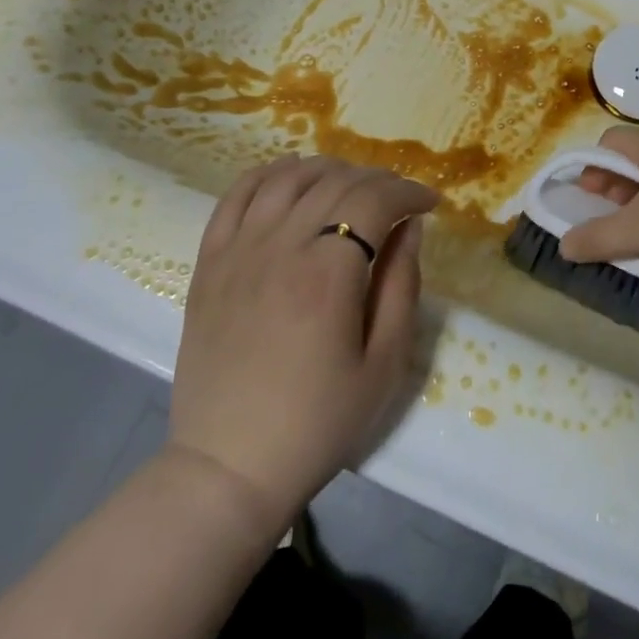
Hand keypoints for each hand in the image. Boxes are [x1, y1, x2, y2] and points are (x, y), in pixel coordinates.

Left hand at [167, 155, 435, 536]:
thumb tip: (410, 228)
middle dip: (378, 180)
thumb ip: (402, 285)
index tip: (429, 204)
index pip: (376, 199)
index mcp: (329, 271)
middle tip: (398, 200)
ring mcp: (239, 250)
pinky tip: (290, 179)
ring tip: (350, 186)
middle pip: (336, 181)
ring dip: (328, 169)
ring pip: (288, 177)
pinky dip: (268, 174)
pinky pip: (237, 195)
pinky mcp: (209, 262)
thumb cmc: (318, 422)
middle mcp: (282, 246)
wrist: (229, 468)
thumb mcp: (384, 364)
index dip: (409, 192)